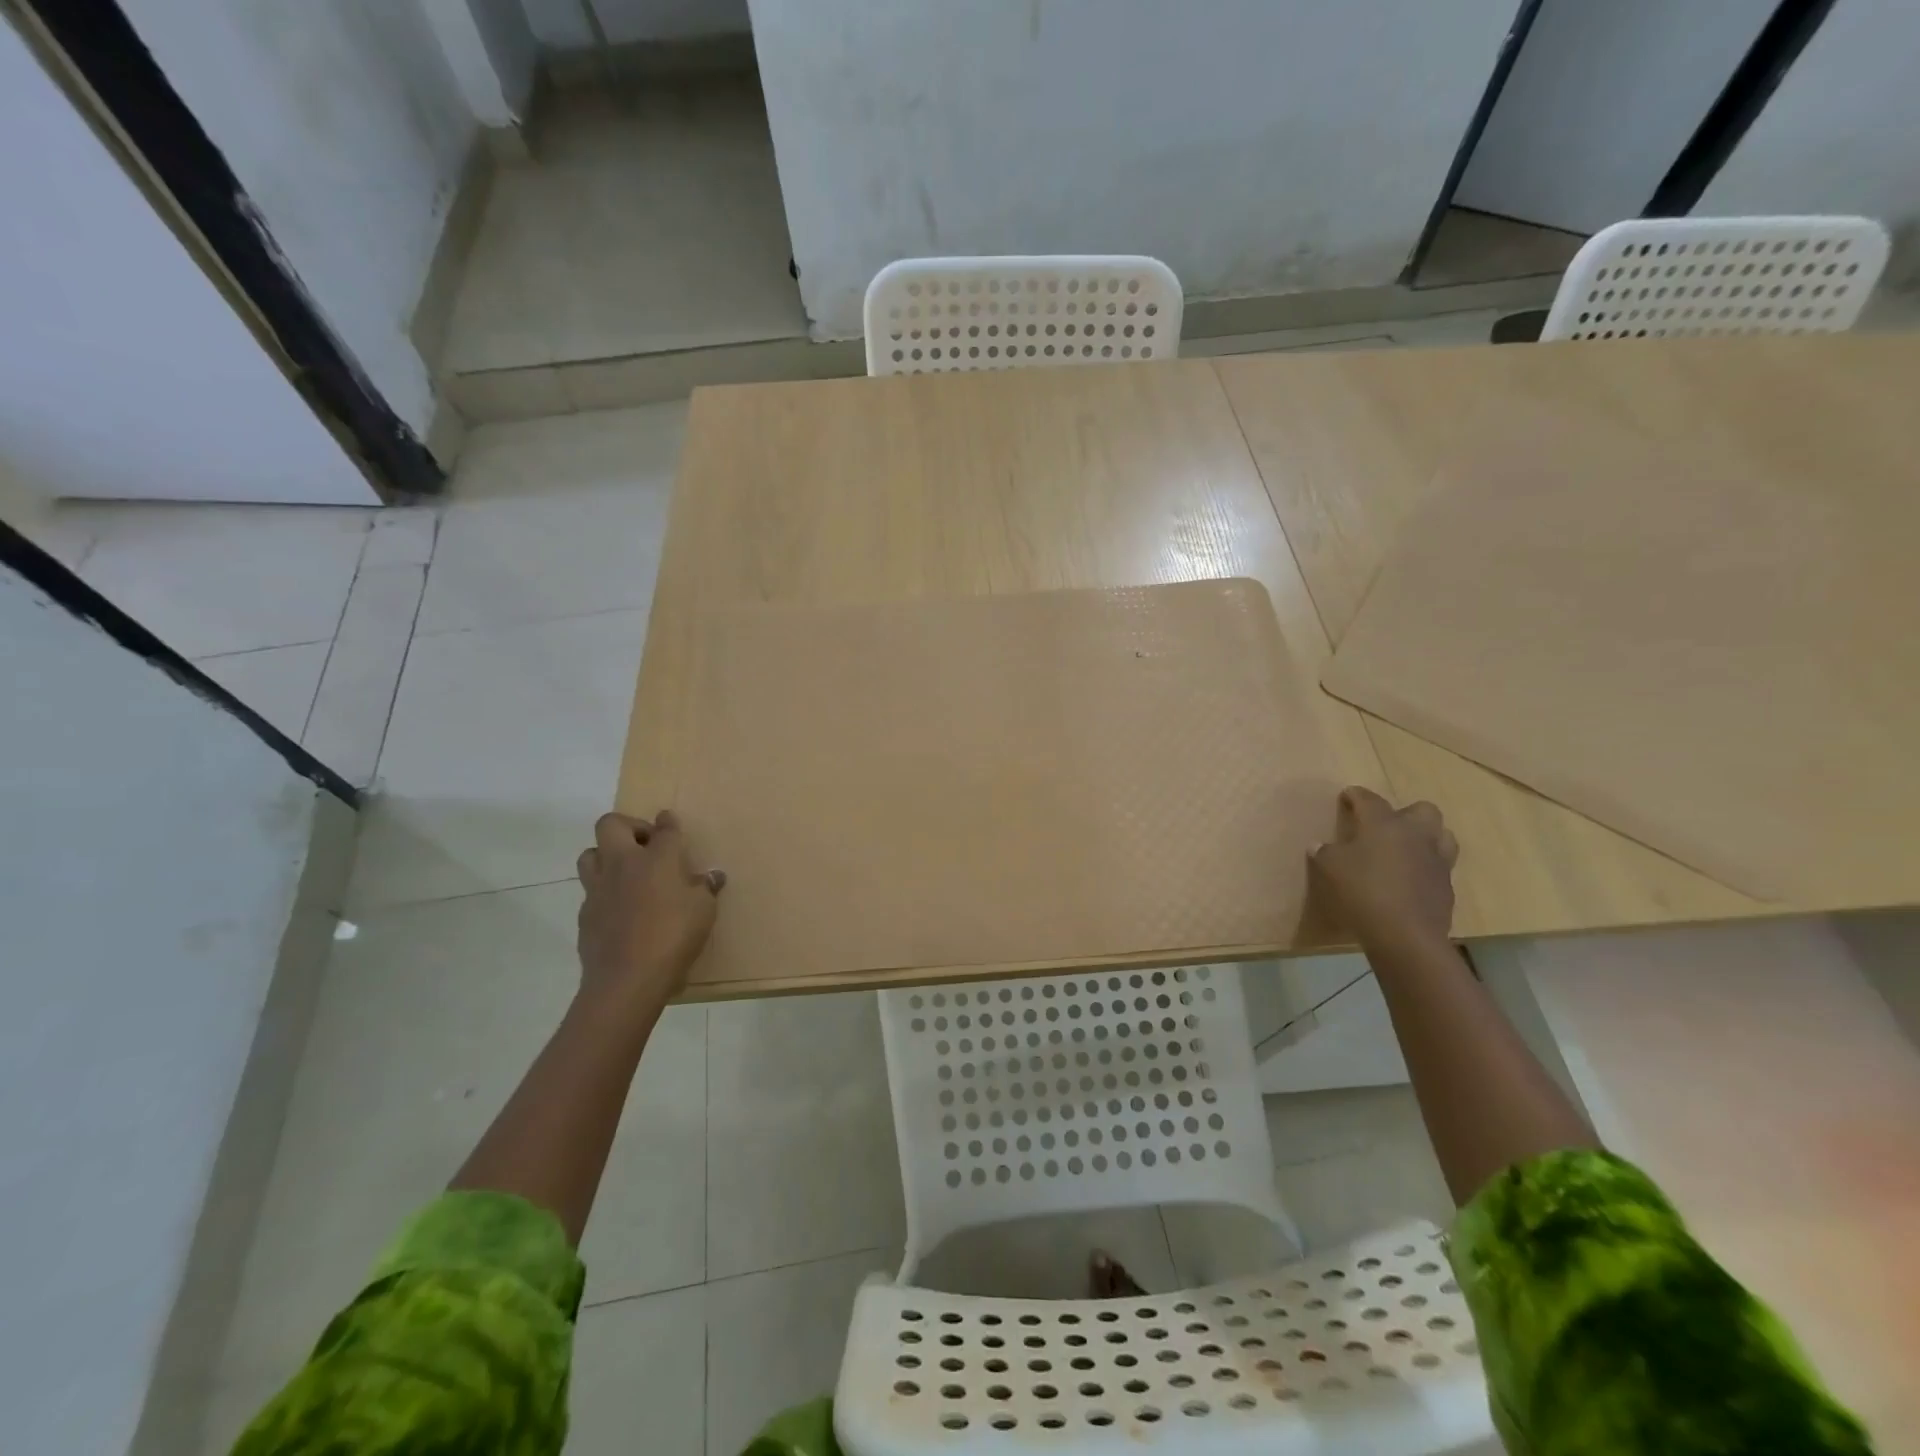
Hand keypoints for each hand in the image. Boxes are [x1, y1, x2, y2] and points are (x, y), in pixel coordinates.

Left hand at [575, 810, 723, 1012]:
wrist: (627, 979)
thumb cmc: (673, 937)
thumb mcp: (704, 911)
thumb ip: (705, 889)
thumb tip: (711, 877)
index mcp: (657, 859)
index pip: (664, 829)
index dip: (668, 822)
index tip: (669, 820)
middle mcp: (623, 864)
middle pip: (611, 824)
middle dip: (629, 826)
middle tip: (646, 844)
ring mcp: (598, 889)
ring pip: (590, 854)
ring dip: (606, 855)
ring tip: (626, 872)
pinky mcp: (584, 914)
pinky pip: (590, 891)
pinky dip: (604, 892)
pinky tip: (620, 909)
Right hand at [1307, 787, 1458, 950]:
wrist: (1406, 934)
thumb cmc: (1363, 891)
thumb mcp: (1331, 869)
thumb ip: (1325, 853)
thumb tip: (1319, 845)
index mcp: (1385, 824)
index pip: (1369, 799)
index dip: (1356, 795)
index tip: (1347, 795)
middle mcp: (1416, 834)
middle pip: (1422, 809)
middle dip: (1405, 813)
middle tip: (1385, 826)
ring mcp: (1437, 860)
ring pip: (1441, 835)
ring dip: (1425, 837)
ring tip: (1405, 849)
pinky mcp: (1446, 885)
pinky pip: (1440, 866)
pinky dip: (1426, 867)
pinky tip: (1409, 879)